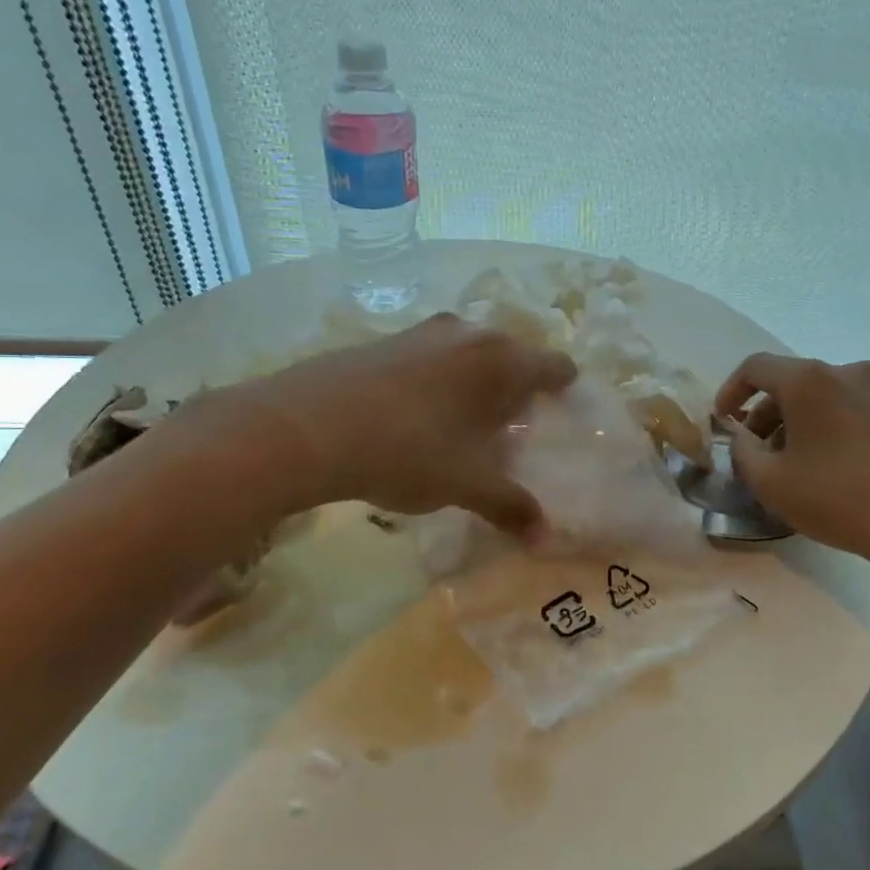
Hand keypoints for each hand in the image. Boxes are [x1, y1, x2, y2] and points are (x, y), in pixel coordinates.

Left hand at [171, 314, 577, 538]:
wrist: (306, 426)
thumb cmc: (408, 451)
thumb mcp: (467, 484)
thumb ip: (511, 506)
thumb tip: (545, 539)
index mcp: (502, 360)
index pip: (555, 365)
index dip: (563, 388)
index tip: (560, 409)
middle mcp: (469, 333)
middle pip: (512, 355)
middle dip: (516, 388)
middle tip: (511, 426)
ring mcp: (422, 331)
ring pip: (468, 352)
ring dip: (474, 381)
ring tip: (463, 422)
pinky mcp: (384, 339)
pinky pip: (430, 356)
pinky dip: (436, 378)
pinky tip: (415, 414)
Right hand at [714, 353, 869, 570]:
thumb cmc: (837, 497)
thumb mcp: (769, 481)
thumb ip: (742, 452)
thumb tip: (742, 437)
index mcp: (808, 380)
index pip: (755, 368)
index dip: (731, 391)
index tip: (722, 420)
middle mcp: (843, 372)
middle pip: (789, 382)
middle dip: (763, 413)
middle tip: (752, 451)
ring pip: (817, 396)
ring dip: (792, 422)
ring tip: (785, 464)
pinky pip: (843, 408)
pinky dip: (821, 426)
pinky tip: (820, 465)